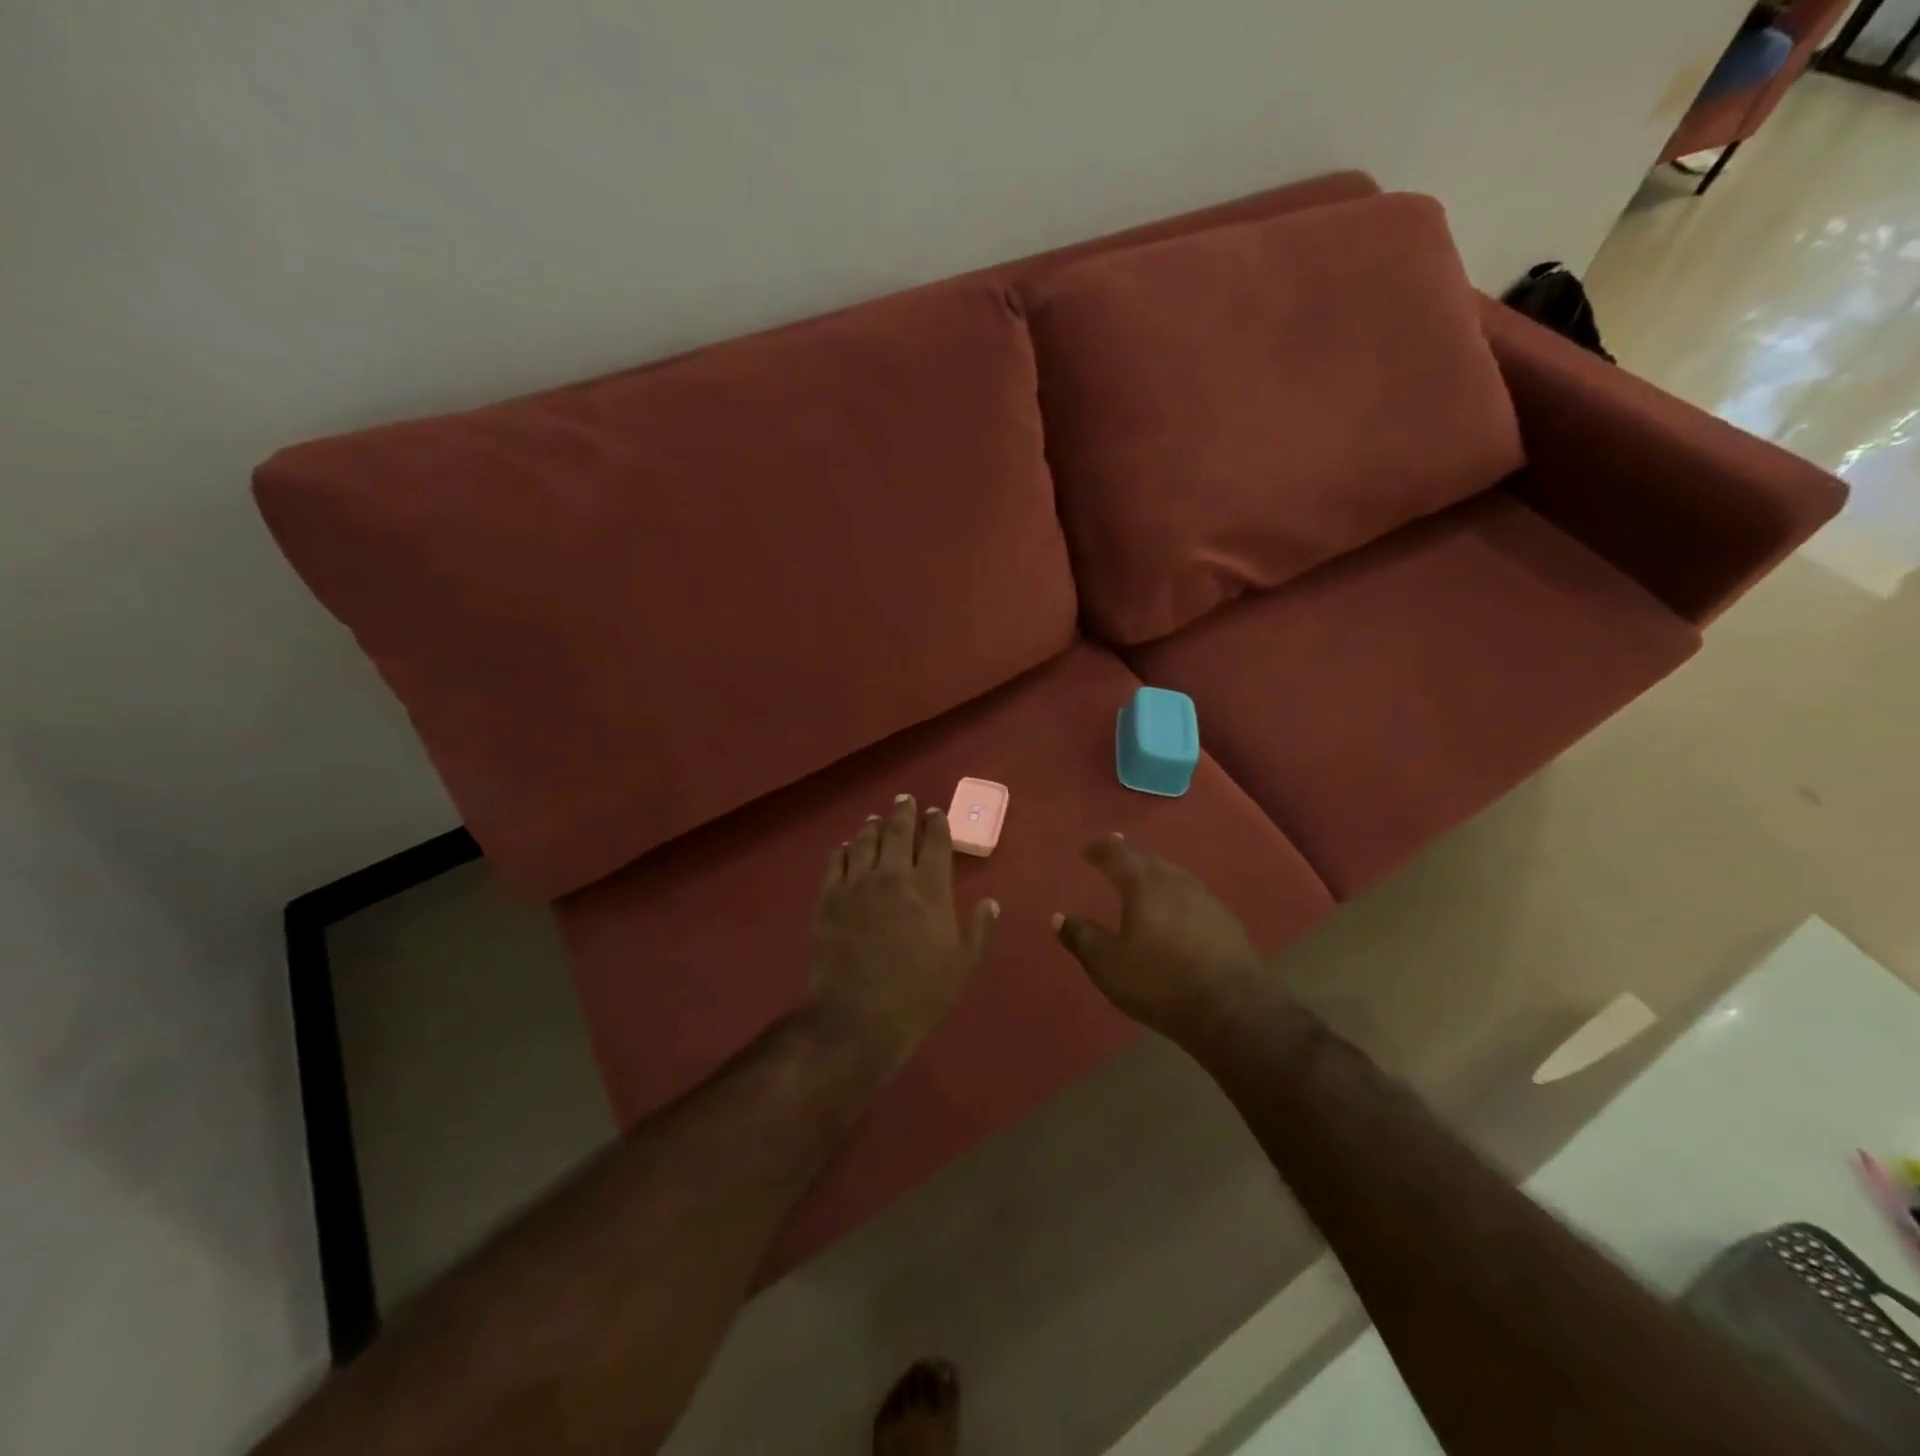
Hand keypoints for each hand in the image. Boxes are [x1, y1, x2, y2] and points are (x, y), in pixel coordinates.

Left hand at [807, 795, 998, 1077]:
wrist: (857, 1018)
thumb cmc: (918, 995)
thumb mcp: (962, 967)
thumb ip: (979, 930)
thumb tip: (990, 902)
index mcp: (930, 889)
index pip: (936, 843)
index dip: (937, 824)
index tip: (936, 813)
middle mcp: (894, 876)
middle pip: (898, 832)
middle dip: (904, 813)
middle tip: (905, 800)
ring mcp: (857, 885)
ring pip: (865, 841)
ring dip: (873, 826)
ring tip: (876, 819)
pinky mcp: (829, 898)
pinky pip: (836, 863)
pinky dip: (843, 850)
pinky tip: (845, 847)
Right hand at [1052, 834, 1269, 1043]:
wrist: (1233, 1010)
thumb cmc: (1161, 982)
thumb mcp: (1109, 965)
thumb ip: (1082, 938)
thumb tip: (1060, 918)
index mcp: (1144, 885)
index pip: (1117, 855)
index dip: (1100, 849)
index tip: (1086, 850)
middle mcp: (1176, 882)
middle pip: (1148, 859)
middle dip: (1128, 856)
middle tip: (1113, 855)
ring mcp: (1206, 899)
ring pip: (1174, 875)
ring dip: (1154, 873)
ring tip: (1143, 880)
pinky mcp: (1226, 921)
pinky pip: (1192, 895)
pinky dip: (1175, 895)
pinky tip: (1176, 911)